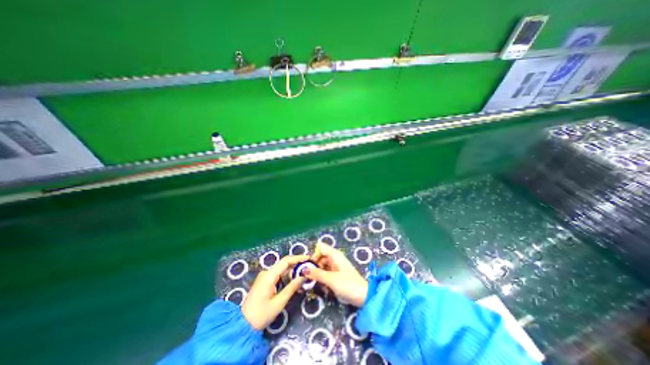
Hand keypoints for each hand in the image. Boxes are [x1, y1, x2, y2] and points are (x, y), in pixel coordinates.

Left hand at [241, 255, 308, 328]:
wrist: (241, 326)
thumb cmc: (261, 315)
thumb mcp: (279, 302)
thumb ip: (292, 287)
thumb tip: (304, 276)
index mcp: (269, 275)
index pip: (286, 261)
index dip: (298, 258)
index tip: (309, 259)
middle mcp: (266, 272)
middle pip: (284, 264)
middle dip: (297, 265)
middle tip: (309, 268)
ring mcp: (264, 277)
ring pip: (282, 270)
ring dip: (292, 272)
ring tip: (304, 276)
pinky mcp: (264, 282)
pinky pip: (278, 275)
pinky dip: (287, 277)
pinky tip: (294, 282)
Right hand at [304, 244, 364, 306]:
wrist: (363, 296)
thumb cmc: (348, 284)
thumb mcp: (331, 279)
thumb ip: (317, 274)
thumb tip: (304, 269)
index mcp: (334, 255)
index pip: (320, 247)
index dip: (314, 254)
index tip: (310, 266)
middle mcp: (334, 258)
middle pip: (320, 257)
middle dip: (314, 267)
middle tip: (309, 278)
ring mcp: (336, 267)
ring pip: (322, 267)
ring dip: (319, 275)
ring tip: (318, 285)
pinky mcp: (337, 275)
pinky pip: (326, 274)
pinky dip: (324, 280)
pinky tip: (325, 289)